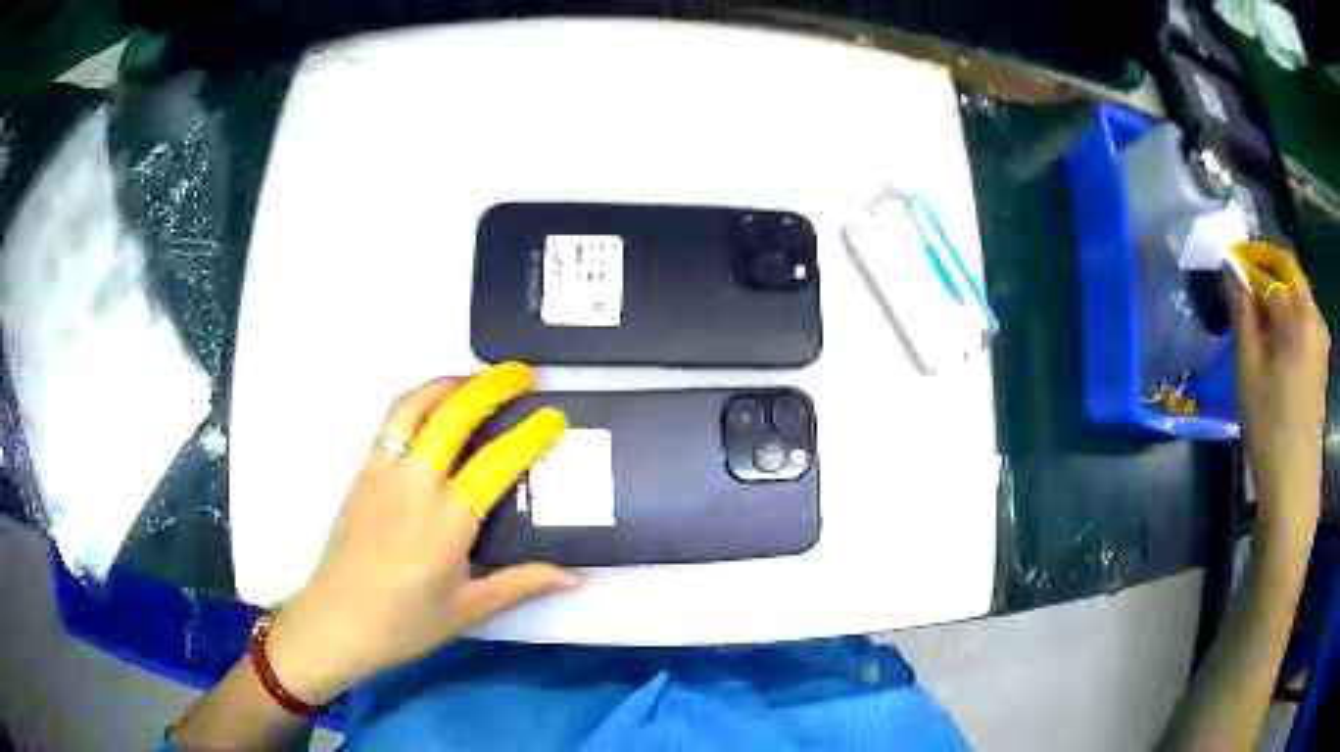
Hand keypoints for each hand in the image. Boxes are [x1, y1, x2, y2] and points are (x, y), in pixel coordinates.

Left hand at [262, 363, 577, 704]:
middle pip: (452, 416)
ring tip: (474, 380)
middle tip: (519, 375)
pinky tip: (432, 416)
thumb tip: (575, 577)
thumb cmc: (403, 624)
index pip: (497, 463)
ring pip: (414, 406)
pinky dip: (419, 404)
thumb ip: (522, 585)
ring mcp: (382, 472)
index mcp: (447, 521)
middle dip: (490, 387)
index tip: (553, 417)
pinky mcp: (361, 473)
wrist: (334, 622)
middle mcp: (414, 484)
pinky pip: (392, 423)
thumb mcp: (468, 610)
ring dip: (447, 384)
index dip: (530, 436)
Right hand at [1226, 243, 1329, 537]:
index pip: (1270, 269)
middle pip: (1290, 272)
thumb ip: (1243, 311)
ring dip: (1278, 290)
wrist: (1293, 480)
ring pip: (1298, 292)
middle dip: (1266, 266)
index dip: (1247, 262)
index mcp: (1298, 315)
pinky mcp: (1322, 357)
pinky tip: (1277, 336)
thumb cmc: (1269, 424)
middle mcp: (1314, 316)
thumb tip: (1231, 269)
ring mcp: (1321, 337)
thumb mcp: (1249, 367)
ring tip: (1258, 312)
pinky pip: (1305, 315)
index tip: (1228, 264)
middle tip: (1243, 281)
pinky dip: (1289, 312)